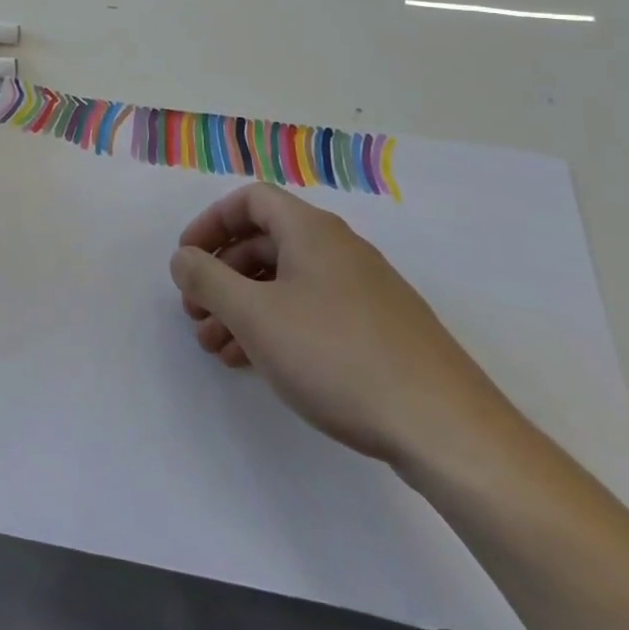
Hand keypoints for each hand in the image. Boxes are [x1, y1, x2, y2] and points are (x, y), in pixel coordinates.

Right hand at [169, 183, 516, 471]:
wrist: (446, 429)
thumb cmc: (336, 356)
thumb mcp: (255, 316)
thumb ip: (207, 280)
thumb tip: (183, 258)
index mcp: (311, 231)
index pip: (250, 200)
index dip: (211, 222)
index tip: (187, 259)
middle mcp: (338, 249)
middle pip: (264, 242)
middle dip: (221, 275)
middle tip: (195, 314)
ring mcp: (363, 290)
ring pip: (286, 282)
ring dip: (244, 306)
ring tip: (217, 348)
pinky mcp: (379, 330)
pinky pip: (311, 311)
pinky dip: (276, 327)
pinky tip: (258, 364)